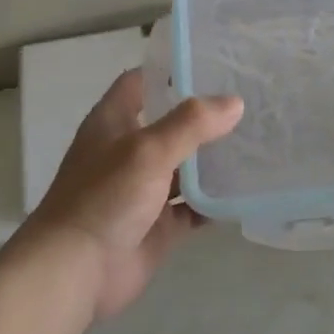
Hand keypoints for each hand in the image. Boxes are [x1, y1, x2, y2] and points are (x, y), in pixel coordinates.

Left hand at [12, 70, 242, 320]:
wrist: (75, 272)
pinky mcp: (158, 225)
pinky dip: (216, 201)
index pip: (141, 82)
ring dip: (214, 158)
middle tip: (251, 100)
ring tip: (259, 140)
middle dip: (205, 115)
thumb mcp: (147, 151)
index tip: (213, 61)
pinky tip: (247, 190)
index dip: (170, 69)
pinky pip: (193, 207)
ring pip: (185, 166)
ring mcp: (144, 190)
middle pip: (170, 123)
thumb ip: (191, 124)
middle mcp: (128, 151)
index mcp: (113, 123)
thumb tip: (235, 102)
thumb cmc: (104, 198)